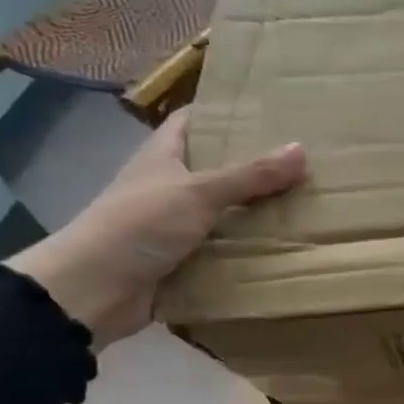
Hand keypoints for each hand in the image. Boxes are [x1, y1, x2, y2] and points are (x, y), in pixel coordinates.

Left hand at [5, 109, 305, 349]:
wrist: (94, 290)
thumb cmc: (139, 226)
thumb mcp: (198, 193)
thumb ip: (251, 175)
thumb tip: (302, 149)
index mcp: (164, 156)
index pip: (196, 121)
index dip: (228, 113)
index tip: (272, 113)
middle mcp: (171, 186)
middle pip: (219, 167)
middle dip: (258, 166)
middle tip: (307, 162)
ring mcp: (178, 224)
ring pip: (227, 211)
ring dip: (260, 211)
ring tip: (309, 203)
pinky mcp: (186, 259)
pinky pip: (226, 248)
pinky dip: (251, 249)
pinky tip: (287, 247)